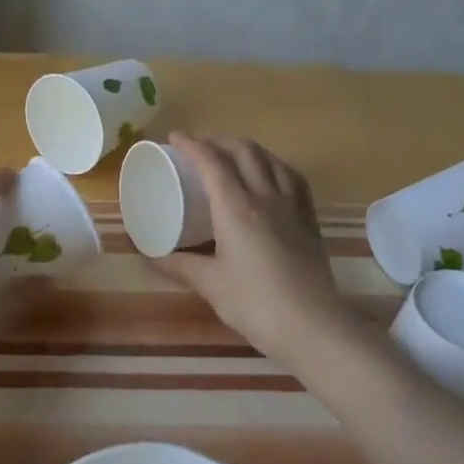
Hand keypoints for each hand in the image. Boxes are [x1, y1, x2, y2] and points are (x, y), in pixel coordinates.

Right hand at [153, 134, 359, 361]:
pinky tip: (274, 175)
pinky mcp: (310, 222)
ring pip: (272, 161)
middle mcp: (265, 198)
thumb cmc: (255, 303)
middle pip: (244, 152)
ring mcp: (292, 207)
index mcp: (236, 208)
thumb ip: (180, 266)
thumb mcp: (211, 284)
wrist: (313, 326)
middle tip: (200, 144)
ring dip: (249, 148)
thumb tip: (149, 257)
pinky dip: (277, 167)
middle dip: (219, 140)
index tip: (175, 138)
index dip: (192, 145)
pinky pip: (294, 180)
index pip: (212, 163)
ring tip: (234, 152)